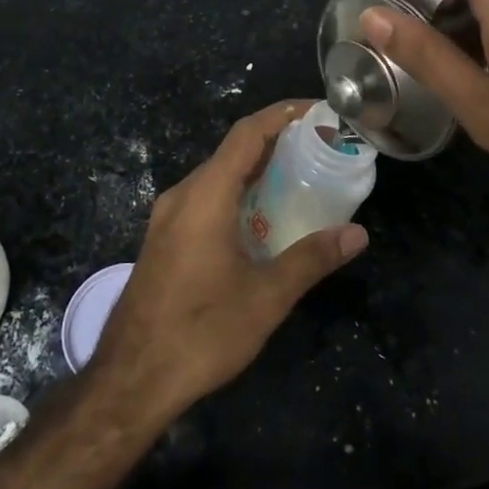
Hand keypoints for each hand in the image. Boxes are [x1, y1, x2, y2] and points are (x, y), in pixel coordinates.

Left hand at [91, 100, 367, 419]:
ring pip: (216, 176)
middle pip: (231, 151)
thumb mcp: (266, 298)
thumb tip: (357, 233)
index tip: (315, 109)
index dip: (281, 114)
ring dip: (254, 169)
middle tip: (317, 145)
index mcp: (205, 195)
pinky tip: (260, 219)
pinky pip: (205, 199)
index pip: (246, 134)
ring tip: (297, 176)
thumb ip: (311, 259)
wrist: (131, 379)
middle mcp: (182, 195)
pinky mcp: (163, 239)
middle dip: (274, 141)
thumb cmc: (202, 332)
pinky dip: (236, 193)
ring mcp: (167, 217)